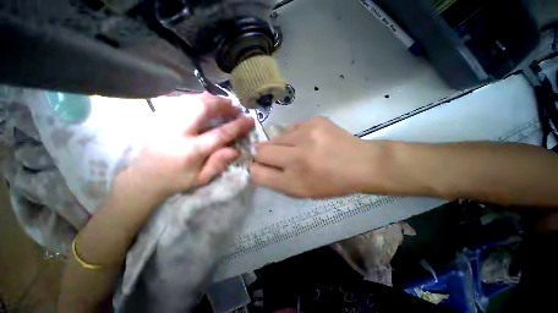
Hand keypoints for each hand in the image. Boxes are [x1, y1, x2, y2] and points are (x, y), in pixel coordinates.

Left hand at [114, 93, 253, 205]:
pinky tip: (205, 102)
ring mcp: (165, 121)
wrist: (142, 178)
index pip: (220, 134)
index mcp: (190, 151)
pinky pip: (181, 101)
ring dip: (211, 99)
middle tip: (235, 107)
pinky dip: (197, 99)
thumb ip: (219, 163)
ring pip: (191, 101)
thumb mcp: (201, 178)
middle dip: (223, 105)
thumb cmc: (175, 180)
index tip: (249, 119)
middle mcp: (177, 132)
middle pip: (202, 108)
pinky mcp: (158, 117)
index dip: (237, 125)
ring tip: (223, 103)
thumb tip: (236, 149)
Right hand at [250, 117, 374, 197]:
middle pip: (261, 150)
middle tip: (280, 158)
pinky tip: (308, 141)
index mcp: (294, 180)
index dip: (255, 169)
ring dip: (281, 145)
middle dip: (264, 155)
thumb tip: (256, 167)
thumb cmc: (330, 183)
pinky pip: (292, 128)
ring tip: (298, 149)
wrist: (361, 164)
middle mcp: (297, 156)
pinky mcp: (315, 120)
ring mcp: (307, 134)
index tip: (260, 167)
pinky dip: (294, 136)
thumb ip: (275, 181)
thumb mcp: (301, 191)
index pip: (257, 172)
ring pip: (276, 137)